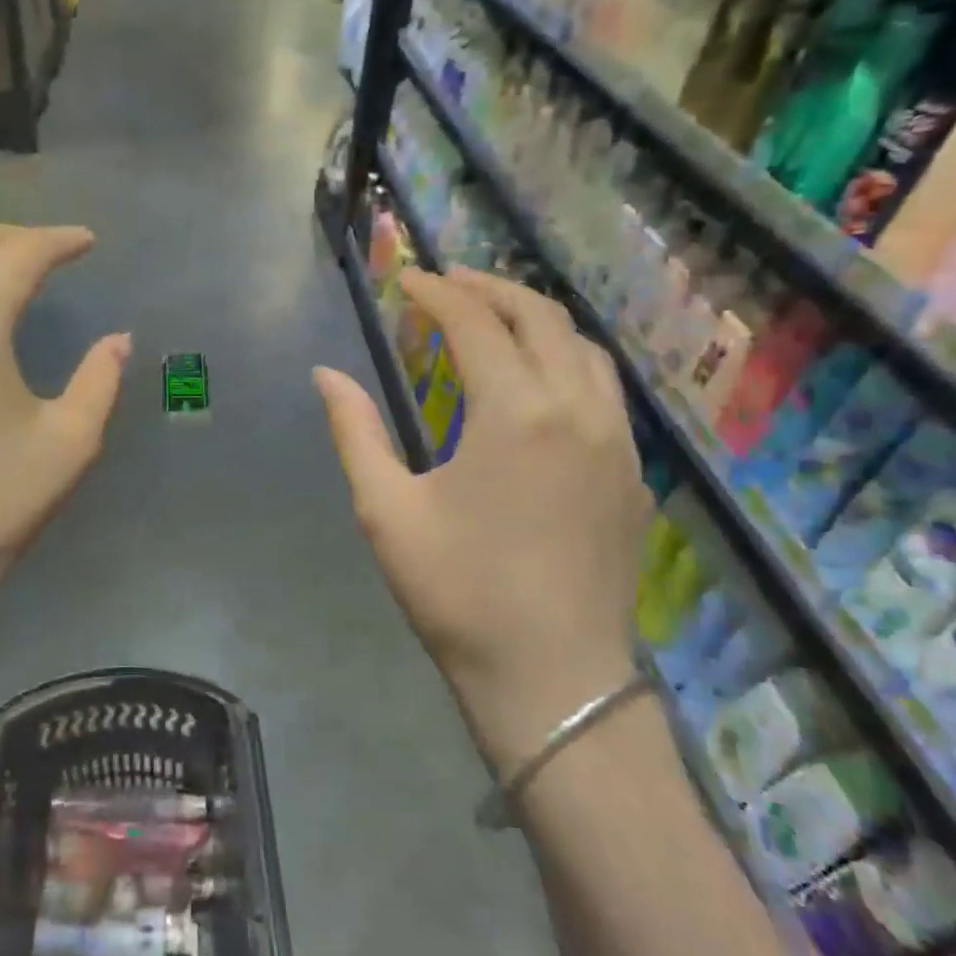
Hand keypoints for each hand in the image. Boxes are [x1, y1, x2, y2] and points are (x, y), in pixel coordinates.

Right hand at [316, 267, 651, 771]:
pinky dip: (567, 360)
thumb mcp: (386, 510)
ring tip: (494, 318)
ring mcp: (615, 440)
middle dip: (490, 289)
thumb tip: (325, 374)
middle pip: (540, 317)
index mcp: (514, 413)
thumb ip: (355, 431)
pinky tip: (540, 381)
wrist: (550, 676)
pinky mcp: (630, 473)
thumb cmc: (456, 592)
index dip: (436, 293)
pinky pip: (604, 389)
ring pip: (583, 348)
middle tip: (447, 283)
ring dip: (536, 319)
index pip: (475, 323)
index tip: (406, 279)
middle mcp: (576, 408)